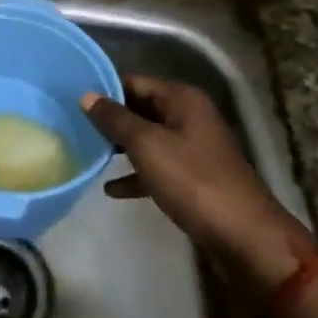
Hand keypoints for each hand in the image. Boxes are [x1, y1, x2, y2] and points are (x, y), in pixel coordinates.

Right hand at [84, 75, 314, 290]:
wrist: (244, 236)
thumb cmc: (193, 181)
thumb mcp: (148, 146)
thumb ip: (116, 120)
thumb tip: (87, 95)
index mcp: (181, 98)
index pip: (135, 82)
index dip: (105, 90)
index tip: (72, 102)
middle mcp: (189, 115)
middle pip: (141, 108)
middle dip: (111, 120)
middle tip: (73, 128)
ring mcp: (194, 147)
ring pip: (149, 138)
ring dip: (121, 147)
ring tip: (86, 154)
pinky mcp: (195, 177)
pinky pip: (158, 166)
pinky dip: (137, 174)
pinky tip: (112, 189)